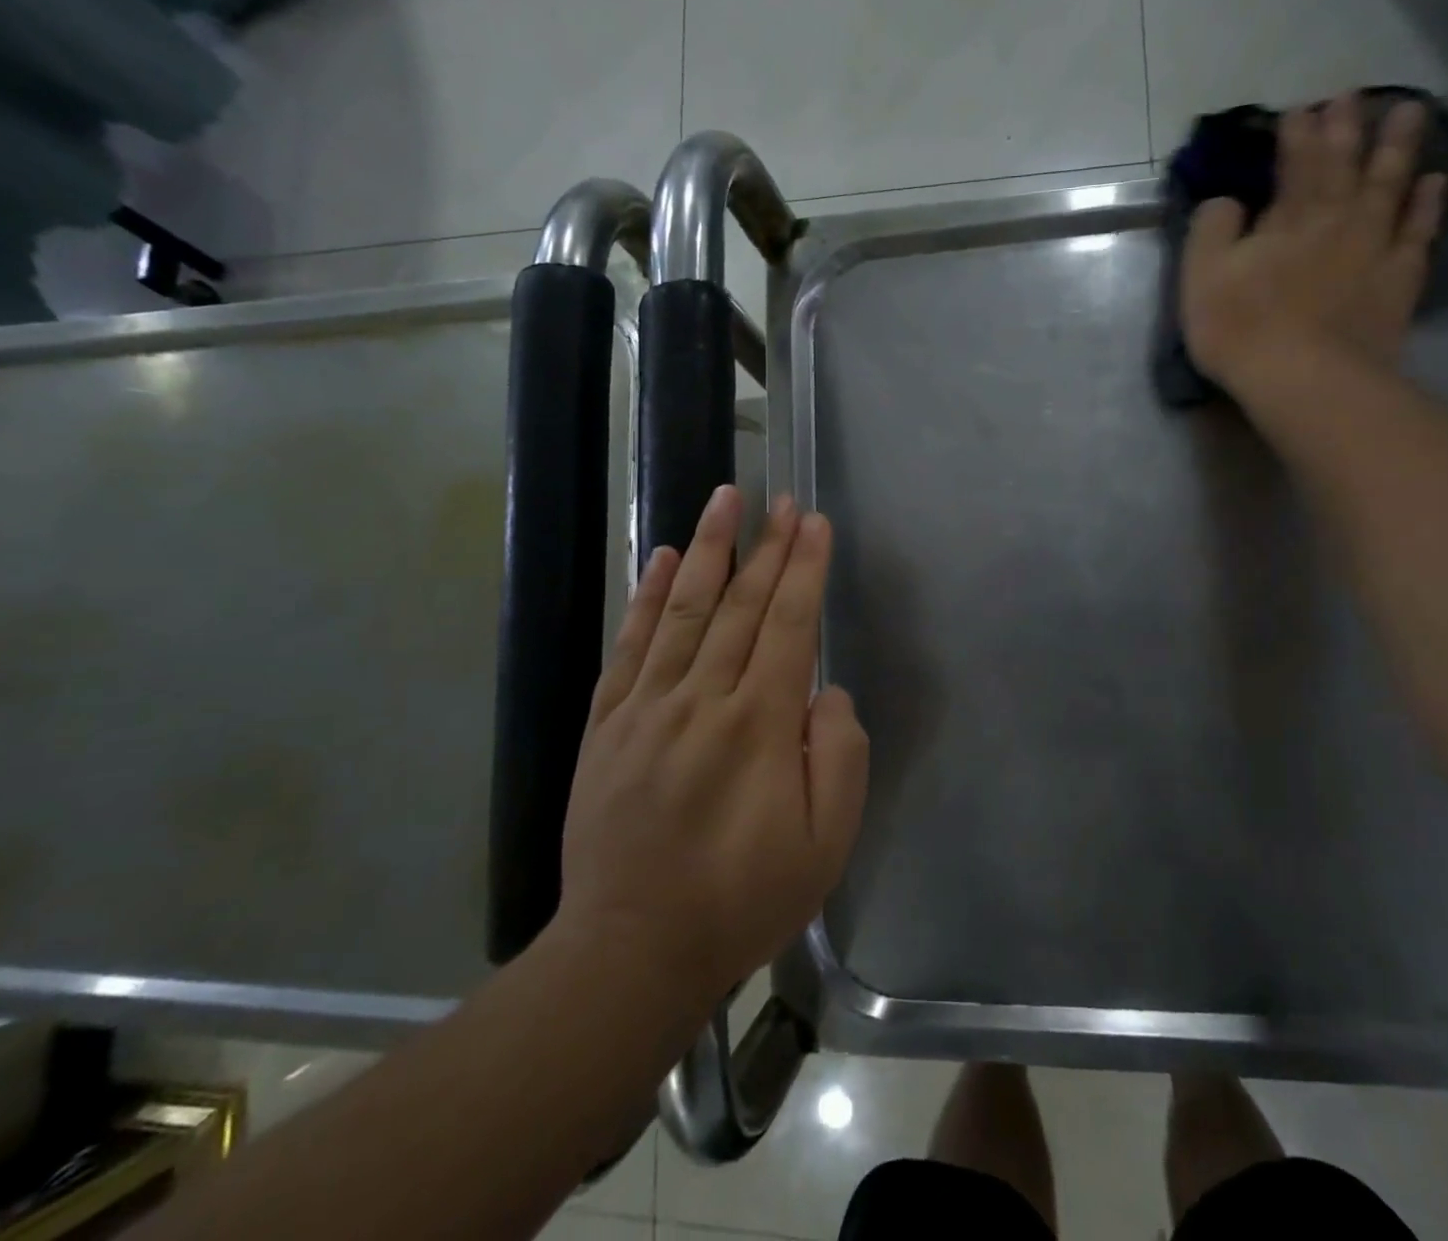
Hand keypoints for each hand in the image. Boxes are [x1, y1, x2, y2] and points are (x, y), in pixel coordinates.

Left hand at [551, 486, 868, 1003]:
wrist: (632, 949)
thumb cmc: (742, 900)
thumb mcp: (824, 846)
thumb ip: (840, 758)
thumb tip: (828, 692)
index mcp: (760, 726)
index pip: (789, 626)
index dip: (805, 569)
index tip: (815, 522)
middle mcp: (703, 700)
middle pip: (741, 605)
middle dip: (768, 546)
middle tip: (782, 498)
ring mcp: (647, 707)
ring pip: (684, 610)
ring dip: (709, 549)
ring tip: (725, 498)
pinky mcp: (607, 723)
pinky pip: (630, 646)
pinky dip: (648, 597)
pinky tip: (664, 558)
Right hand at [1180, 94, 1447, 403]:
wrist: (1306, 378)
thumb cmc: (1241, 327)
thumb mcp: (1201, 276)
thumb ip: (1211, 229)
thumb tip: (1226, 200)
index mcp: (1288, 216)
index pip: (1295, 161)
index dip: (1297, 132)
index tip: (1300, 108)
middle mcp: (1337, 218)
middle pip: (1345, 162)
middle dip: (1347, 126)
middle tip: (1353, 94)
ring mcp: (1374, 246)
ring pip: (1390, 184)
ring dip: (1398, 146)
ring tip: (1409, 112)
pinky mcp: (1398, 279)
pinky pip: (1418, 230)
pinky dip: (1427, 203)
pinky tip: (1434, 182)